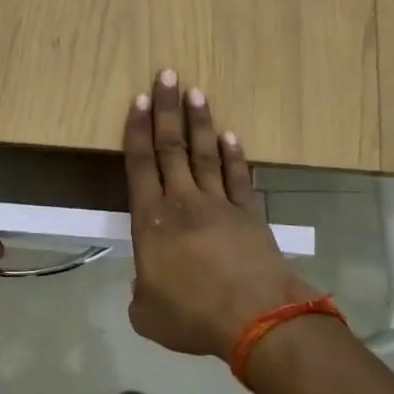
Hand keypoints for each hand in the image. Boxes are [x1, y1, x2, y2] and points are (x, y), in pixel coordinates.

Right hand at [123, 70, 316, 358]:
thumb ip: (140, 294)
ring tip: (196, 92)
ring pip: (206, 154)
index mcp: (152, 221)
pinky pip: (239, 178)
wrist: (256, 319)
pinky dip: (236, 156)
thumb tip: (145, 288)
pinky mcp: (250, 216)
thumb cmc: (192, 314)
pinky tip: (233, 137)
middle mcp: (183, 203)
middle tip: (167, 75)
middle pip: (171, 147)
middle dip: (166, 109)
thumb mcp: (147, 315)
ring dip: (200, 122)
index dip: (137, 131)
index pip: (140, 165)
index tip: (139, 100)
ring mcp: (220, 205)